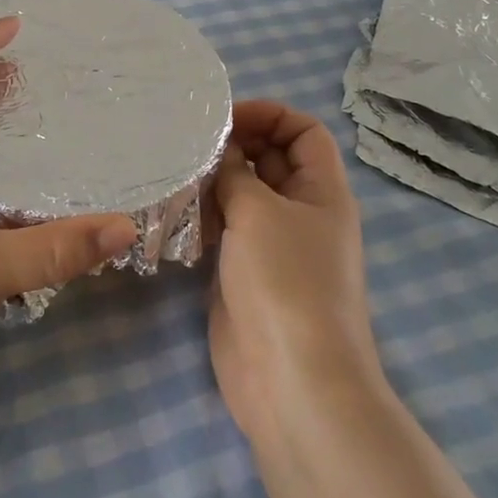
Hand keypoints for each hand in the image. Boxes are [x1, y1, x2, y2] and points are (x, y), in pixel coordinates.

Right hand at [208, 100, 382, 443]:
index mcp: (322, 191)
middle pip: (271, 159)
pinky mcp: (245, 273)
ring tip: (175, 171)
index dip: (269, 115)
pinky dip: (204, 214)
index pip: (303, 131)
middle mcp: (301, 212)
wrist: (293, 382)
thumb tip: (219, 149)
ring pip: (243, 194)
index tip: (224, 118)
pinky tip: (175, 211)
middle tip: (187, 141)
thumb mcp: (259, 212)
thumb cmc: (286, 282)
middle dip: (234, 144)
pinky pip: (225, 228)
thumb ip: (234, 171)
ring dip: (213, 180)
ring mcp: (273, 245)